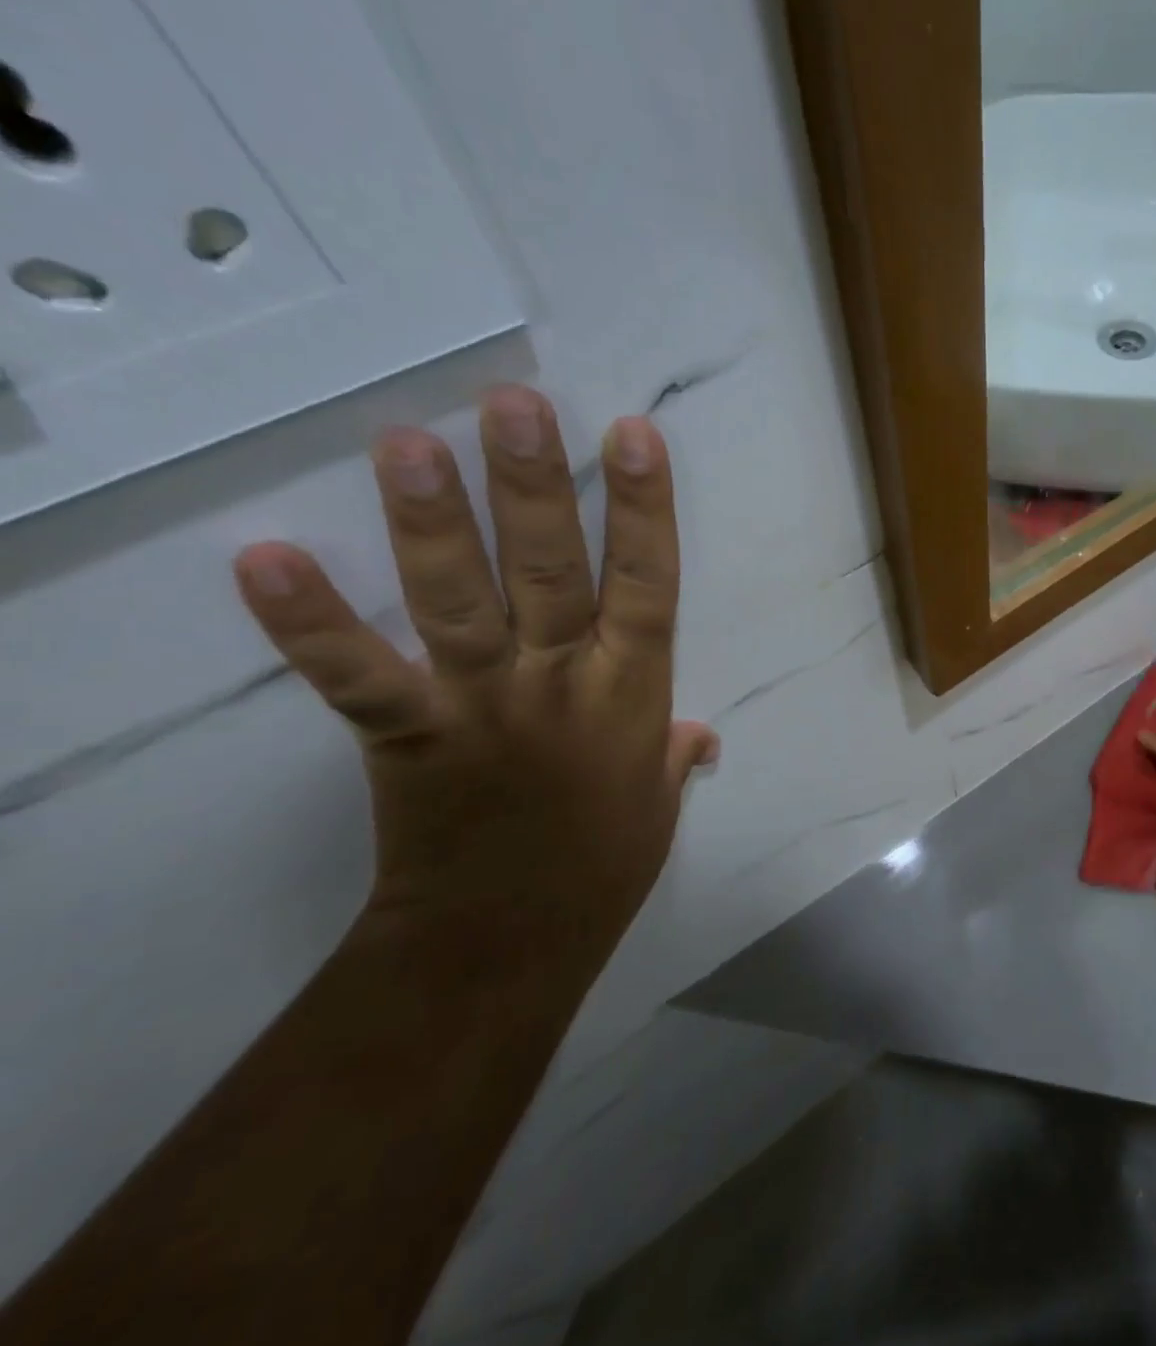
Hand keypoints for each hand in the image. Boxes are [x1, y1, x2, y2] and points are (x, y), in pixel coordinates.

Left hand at [232, 385, 714, 977]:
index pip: (649, 584)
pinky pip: (358, 675)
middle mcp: (562, 685)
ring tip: (406, 442)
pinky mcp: (409, 737)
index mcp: (632, 694)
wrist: (507, 942)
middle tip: (513, 403)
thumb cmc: (602, 864)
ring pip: (459, 604)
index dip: (643, 509)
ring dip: (433, 523)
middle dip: (536, 486)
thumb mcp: (659, 803)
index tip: (631, 436)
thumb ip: (676, 754)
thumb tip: (700, 734)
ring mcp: (483, 706)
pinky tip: (265, 558)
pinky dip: (312, 622)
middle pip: (552, 573)